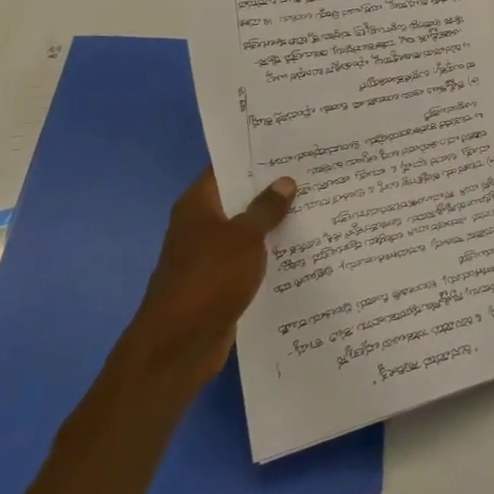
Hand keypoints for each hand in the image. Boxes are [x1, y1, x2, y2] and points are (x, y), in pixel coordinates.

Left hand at [131, 167, 295, 382]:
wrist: (179, 346)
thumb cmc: (209, 278)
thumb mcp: (244, 237)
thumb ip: (267, 208)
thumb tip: (285, 181)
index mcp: (198, 205)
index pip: (227, 168)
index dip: (255, 156)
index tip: (289, 147)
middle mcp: (200, 226)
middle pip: (240, 199)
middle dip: (272, 189)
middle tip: (312, 174)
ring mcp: (209, 256)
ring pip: (247, 231)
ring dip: (273, 224)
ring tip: (315, 206)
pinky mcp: (220, 284)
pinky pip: (249, 260)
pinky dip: (269, 255)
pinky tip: (301, 249)